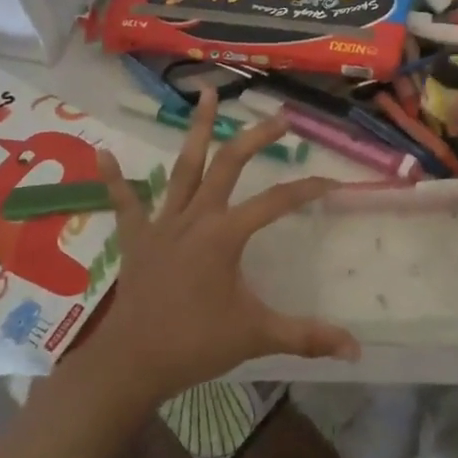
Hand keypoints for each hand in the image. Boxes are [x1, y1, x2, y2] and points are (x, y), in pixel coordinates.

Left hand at [75, 88, 358, 404]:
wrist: (132, 362)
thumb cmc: (195, 344)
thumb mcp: (257, 336)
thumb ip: (307, 337)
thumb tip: (356, 350)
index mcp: (225, 235)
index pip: (277, 202)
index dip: (307, 189)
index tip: (333, 183)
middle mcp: (195, 217)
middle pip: (229, 165)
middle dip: (256, 138)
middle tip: (280, 116)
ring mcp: (162, 223)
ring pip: (183, 167)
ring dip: (196, 131)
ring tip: (206, 94)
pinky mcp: (136, 237)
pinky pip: (124, 202)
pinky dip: (113, 178)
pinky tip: (101, 152)